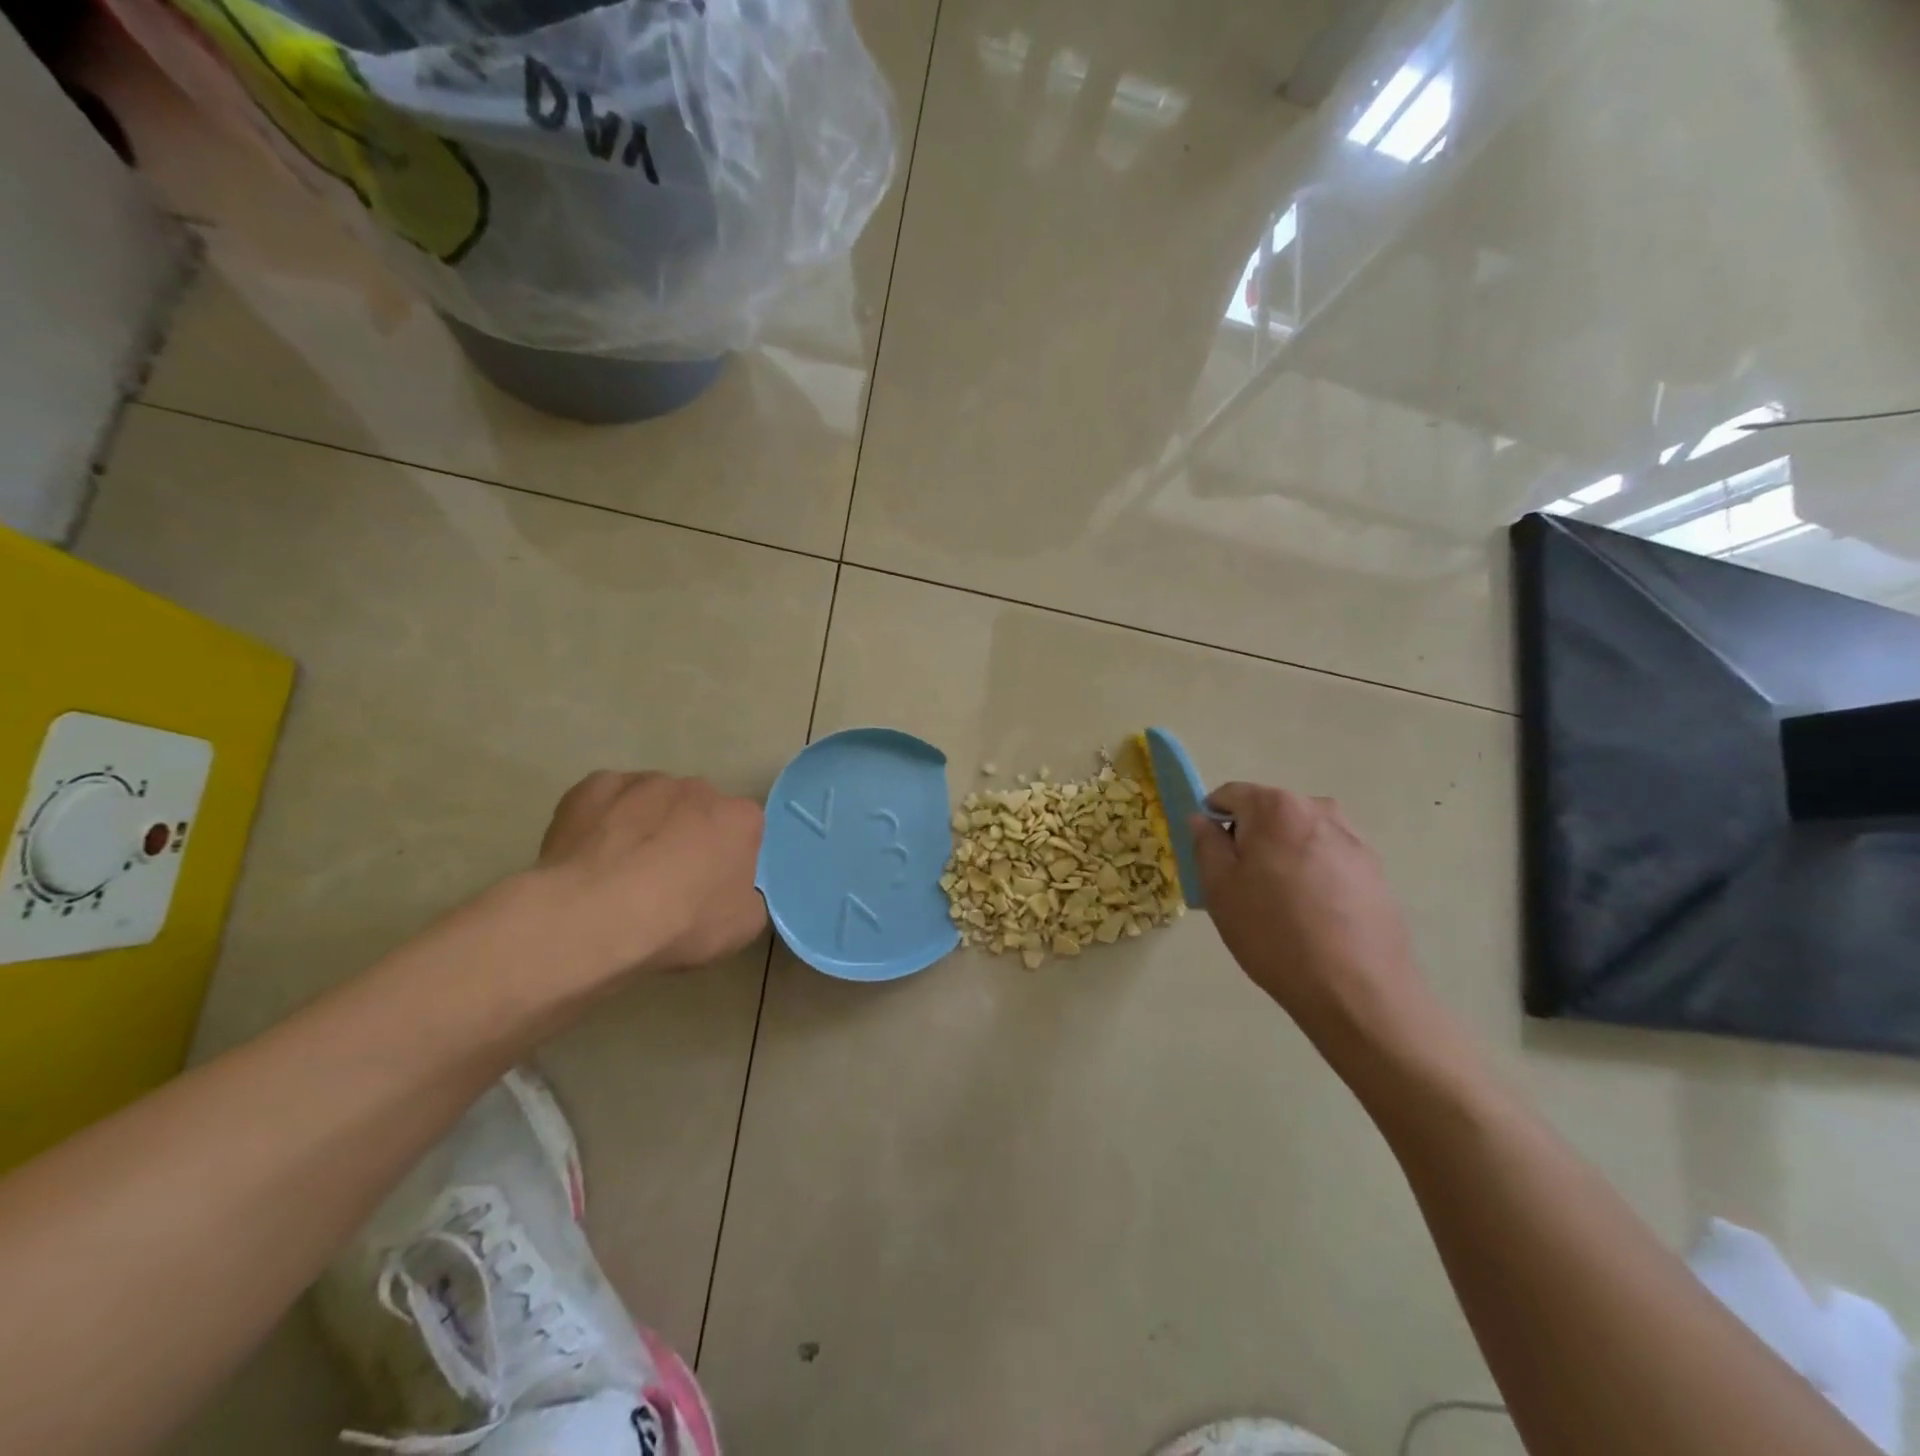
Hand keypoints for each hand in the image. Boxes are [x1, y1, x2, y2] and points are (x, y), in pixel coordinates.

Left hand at [535, 771, 766, 974]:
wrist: (594, 915)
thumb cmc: (679, 922)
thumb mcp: (740, 928)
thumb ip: (747, 897)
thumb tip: (734, 891)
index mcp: (739, 819)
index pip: (745, 829)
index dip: (728, 857)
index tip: (712, 885)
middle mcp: (697, 788)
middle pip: (697, 809)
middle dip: (687, 835)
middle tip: (666, 879)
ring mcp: (643, 783)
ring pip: (651, 800)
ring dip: (645, 825)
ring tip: (621, 871)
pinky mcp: (593, 787)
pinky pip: (606, 800)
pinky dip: (602, 820)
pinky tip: (590, 854)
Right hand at [1191, 783, 1434, 1053]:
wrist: (1358, 991)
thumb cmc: (1274, 933)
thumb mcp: (1220, 888)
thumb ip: (1206, 843)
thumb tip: (1204, 820)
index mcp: (1276, 807)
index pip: (1231, 794)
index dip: (1212, 820)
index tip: (1210, 857)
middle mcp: (1318, 810)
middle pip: (1269, 813)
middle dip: (1250, 839)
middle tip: (1241, 887)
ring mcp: (1353, 840)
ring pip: (1299, 837)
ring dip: (1282, 857)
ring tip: (1279, 905)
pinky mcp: (1375, 871)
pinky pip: (1328, 859)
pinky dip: (1312, 876)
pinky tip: (1312, 917)